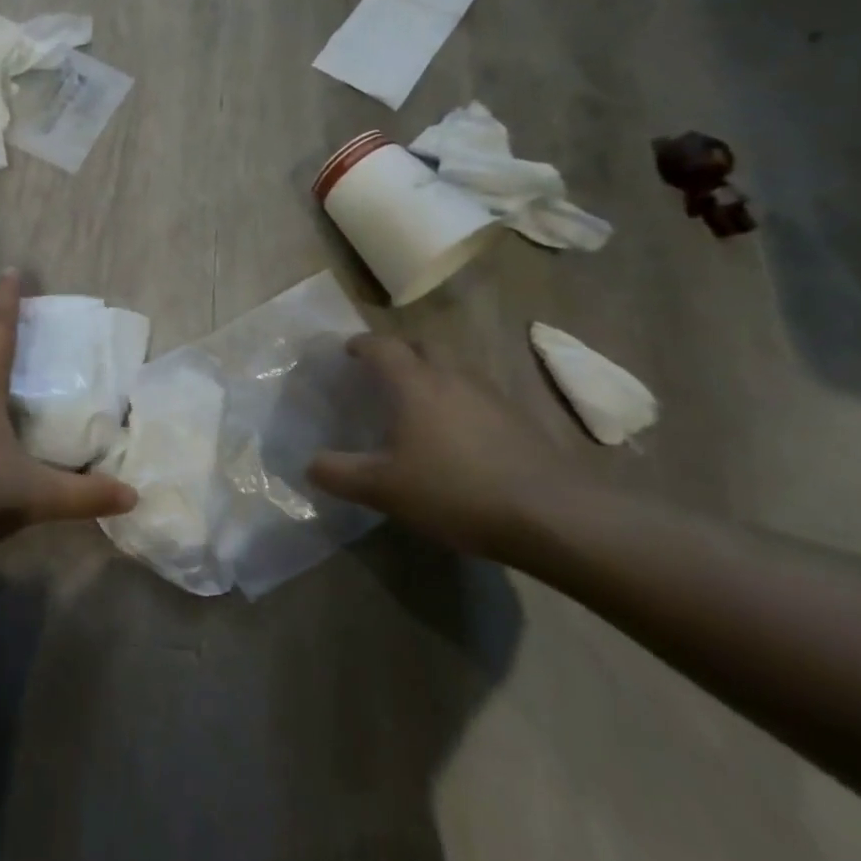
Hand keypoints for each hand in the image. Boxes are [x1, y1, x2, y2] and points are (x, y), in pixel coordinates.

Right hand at [307, 335, 590, 563]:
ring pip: (454, 368)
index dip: (360, 345)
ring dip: (432, 375)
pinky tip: (457, 435)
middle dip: (399, 352)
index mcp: (414, 383)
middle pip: (422, 346)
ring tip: (418, 404)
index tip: (347, 352)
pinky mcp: (519, 419)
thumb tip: (309, 464)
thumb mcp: (382, 489)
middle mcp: (452, 376)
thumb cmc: (454, 491)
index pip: (381, 346)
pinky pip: (477, 394)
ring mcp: (491, 395)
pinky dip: (459, 401)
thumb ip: (338, 473)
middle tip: (381, 373)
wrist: (551, 515)